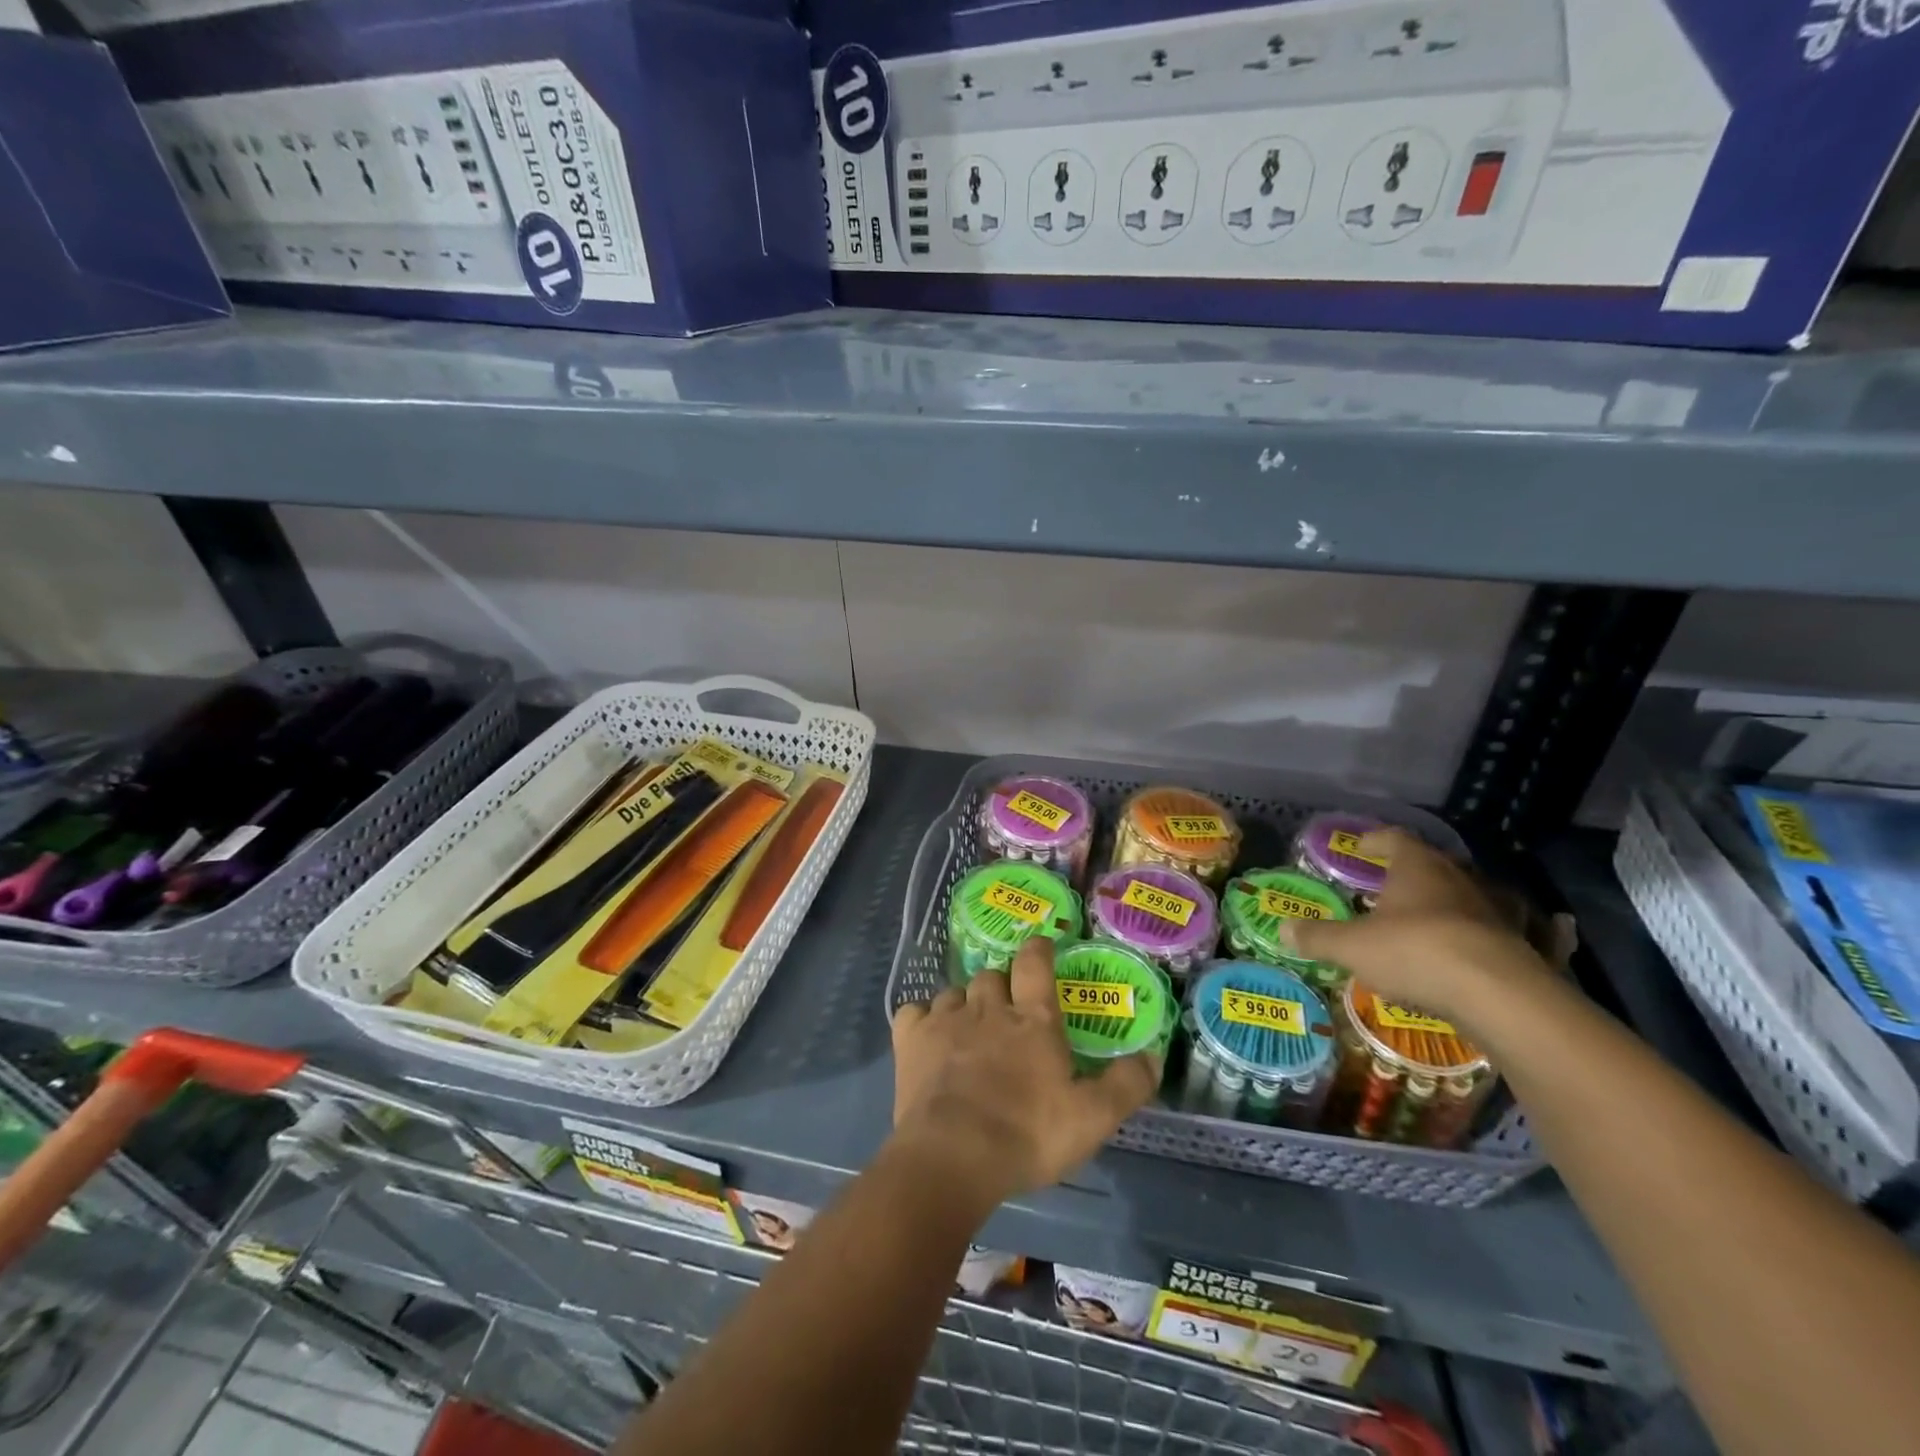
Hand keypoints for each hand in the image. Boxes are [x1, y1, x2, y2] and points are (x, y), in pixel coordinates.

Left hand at [890, 939, 1159, 1204]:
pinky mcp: (912, 1039)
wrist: (954, 1156)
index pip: (1035, 964)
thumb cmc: (1027, 1135)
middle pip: (991, 976)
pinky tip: (928, 1038)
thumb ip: (1126, 1086)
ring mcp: (946, 1019)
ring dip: (964, 1004)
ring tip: (968, 1029)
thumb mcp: (1092, 1118)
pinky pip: (915, 1012)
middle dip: (1000, 986)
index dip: (1039, 949)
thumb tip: (1154, 1057)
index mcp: (1032, 1019)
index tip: (1041, 945)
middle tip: (1006, 1012)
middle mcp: (988, 1007)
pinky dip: (924, 1019)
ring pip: (955, 992)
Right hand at [1279, 830, 1554, 1027]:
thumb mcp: (1351, 946)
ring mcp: (1498, 912)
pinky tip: (1542, 935)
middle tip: (1390, 887)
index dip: (1375, 841)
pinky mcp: (1526, 946)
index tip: (1360, 848)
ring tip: (1439, 915)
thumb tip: (1284, 930)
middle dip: (1412, 874)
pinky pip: (1522, 930)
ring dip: (1457, 902)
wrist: (1499, 996)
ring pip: (1474, 896)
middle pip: (1434, 865)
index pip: (1394, 839)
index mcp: (1417, 868)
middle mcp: (1460, 880)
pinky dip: (1526, 928)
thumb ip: (1318, 937)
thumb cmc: (1414, 952)